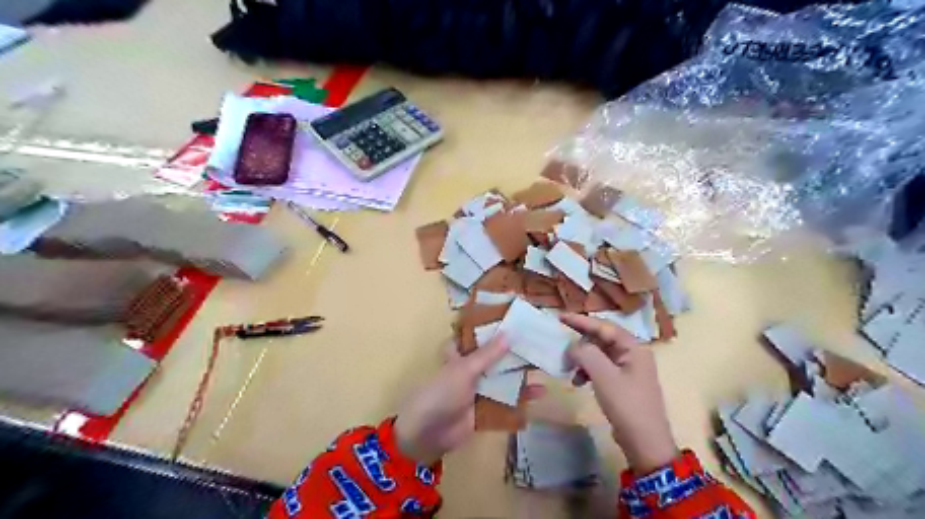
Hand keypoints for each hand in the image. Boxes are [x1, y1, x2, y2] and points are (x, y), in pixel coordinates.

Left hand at [396, 336, 542, 465]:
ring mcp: (478, 390)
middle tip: (538, 341)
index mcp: (459, 355)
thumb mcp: (464, 369)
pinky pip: (506, 401)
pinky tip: (540, 393)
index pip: (474, 336)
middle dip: (512, 352)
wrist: (429, 434)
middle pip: (493, 358)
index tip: (511, 319)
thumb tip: (510, 333)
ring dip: (520, 374)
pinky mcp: (485, 410)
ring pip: (502, 379)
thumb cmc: (442, 392)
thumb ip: (488, 354)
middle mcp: (469, 370)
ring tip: (544, 365)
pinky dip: (521, 398)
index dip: (489, 327)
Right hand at [556, 313, 677, 472]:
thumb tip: (572, 346)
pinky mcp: (622, 384)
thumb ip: (586, 354)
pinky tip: (578, 382)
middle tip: (561, 340)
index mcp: (633, 348)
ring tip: (568, 367)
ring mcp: (628, 370)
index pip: (604, 327)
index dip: (581, 321)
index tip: (560, 317)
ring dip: (582, 358)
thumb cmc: (626, 404)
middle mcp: (632, 354)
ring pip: (599, 354)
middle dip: (581, 340)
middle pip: (602, 339)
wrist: (645, 443)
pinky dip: (587, 371)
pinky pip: (601, 369)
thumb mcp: (604, 376)